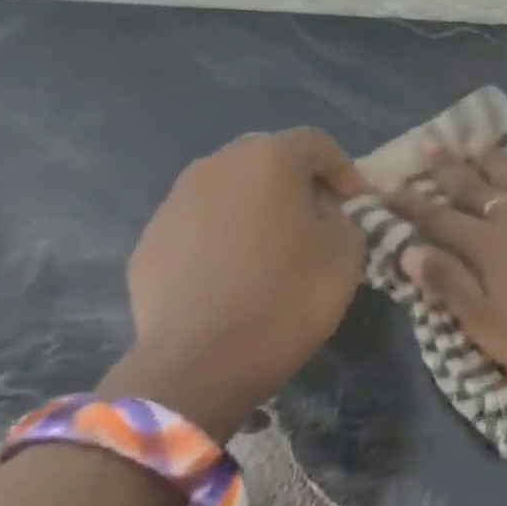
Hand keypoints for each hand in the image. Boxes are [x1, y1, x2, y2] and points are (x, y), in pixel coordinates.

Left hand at [101, 128, 366, 440]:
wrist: (199, 362)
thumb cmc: (288, 295)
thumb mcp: (347, 250)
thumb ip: (343, 216)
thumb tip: (322, 213)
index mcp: (268, 160)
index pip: (316, 143)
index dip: (344, 169)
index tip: (357, 204)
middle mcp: (215, 167)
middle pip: (267, 157)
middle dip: (297, 181)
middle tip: (319, 218)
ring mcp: (174, 204)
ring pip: (229, 189)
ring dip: (257, 206)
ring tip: (275, 246)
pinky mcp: (148, 243)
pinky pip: (200, 224)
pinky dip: (223, 235)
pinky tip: (236, 274)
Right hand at [386, 144, 506, 389]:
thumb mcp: (487, 324)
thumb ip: (450, 285)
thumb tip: (409, 250)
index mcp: (488, 248)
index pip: (439, 219)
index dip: (411, 202)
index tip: (386, 182)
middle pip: (476, 187)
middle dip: (449, 167)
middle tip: (431, 141)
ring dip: (494, 157)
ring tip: (475, 138)